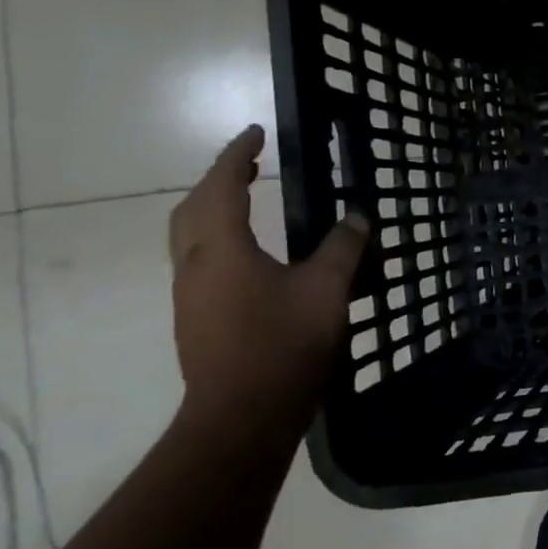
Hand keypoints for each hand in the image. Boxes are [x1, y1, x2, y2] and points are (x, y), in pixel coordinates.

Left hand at [168, 126, 369, 447]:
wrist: (242, 416)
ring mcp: (190, 295)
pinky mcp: (197, 318)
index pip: (222, 187)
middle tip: (249, 162)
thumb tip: (357, 217)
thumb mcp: (327, 289)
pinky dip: (219, 236)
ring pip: (191, 236)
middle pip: (192, 208)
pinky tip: (250, 251)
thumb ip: (342, 247)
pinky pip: (201, 260)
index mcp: (222, 249)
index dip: (236, 156)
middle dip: (217, 179)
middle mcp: (195, 266)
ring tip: (247, 198)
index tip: (256, 132)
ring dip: (213, 207)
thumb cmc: (284, 343)